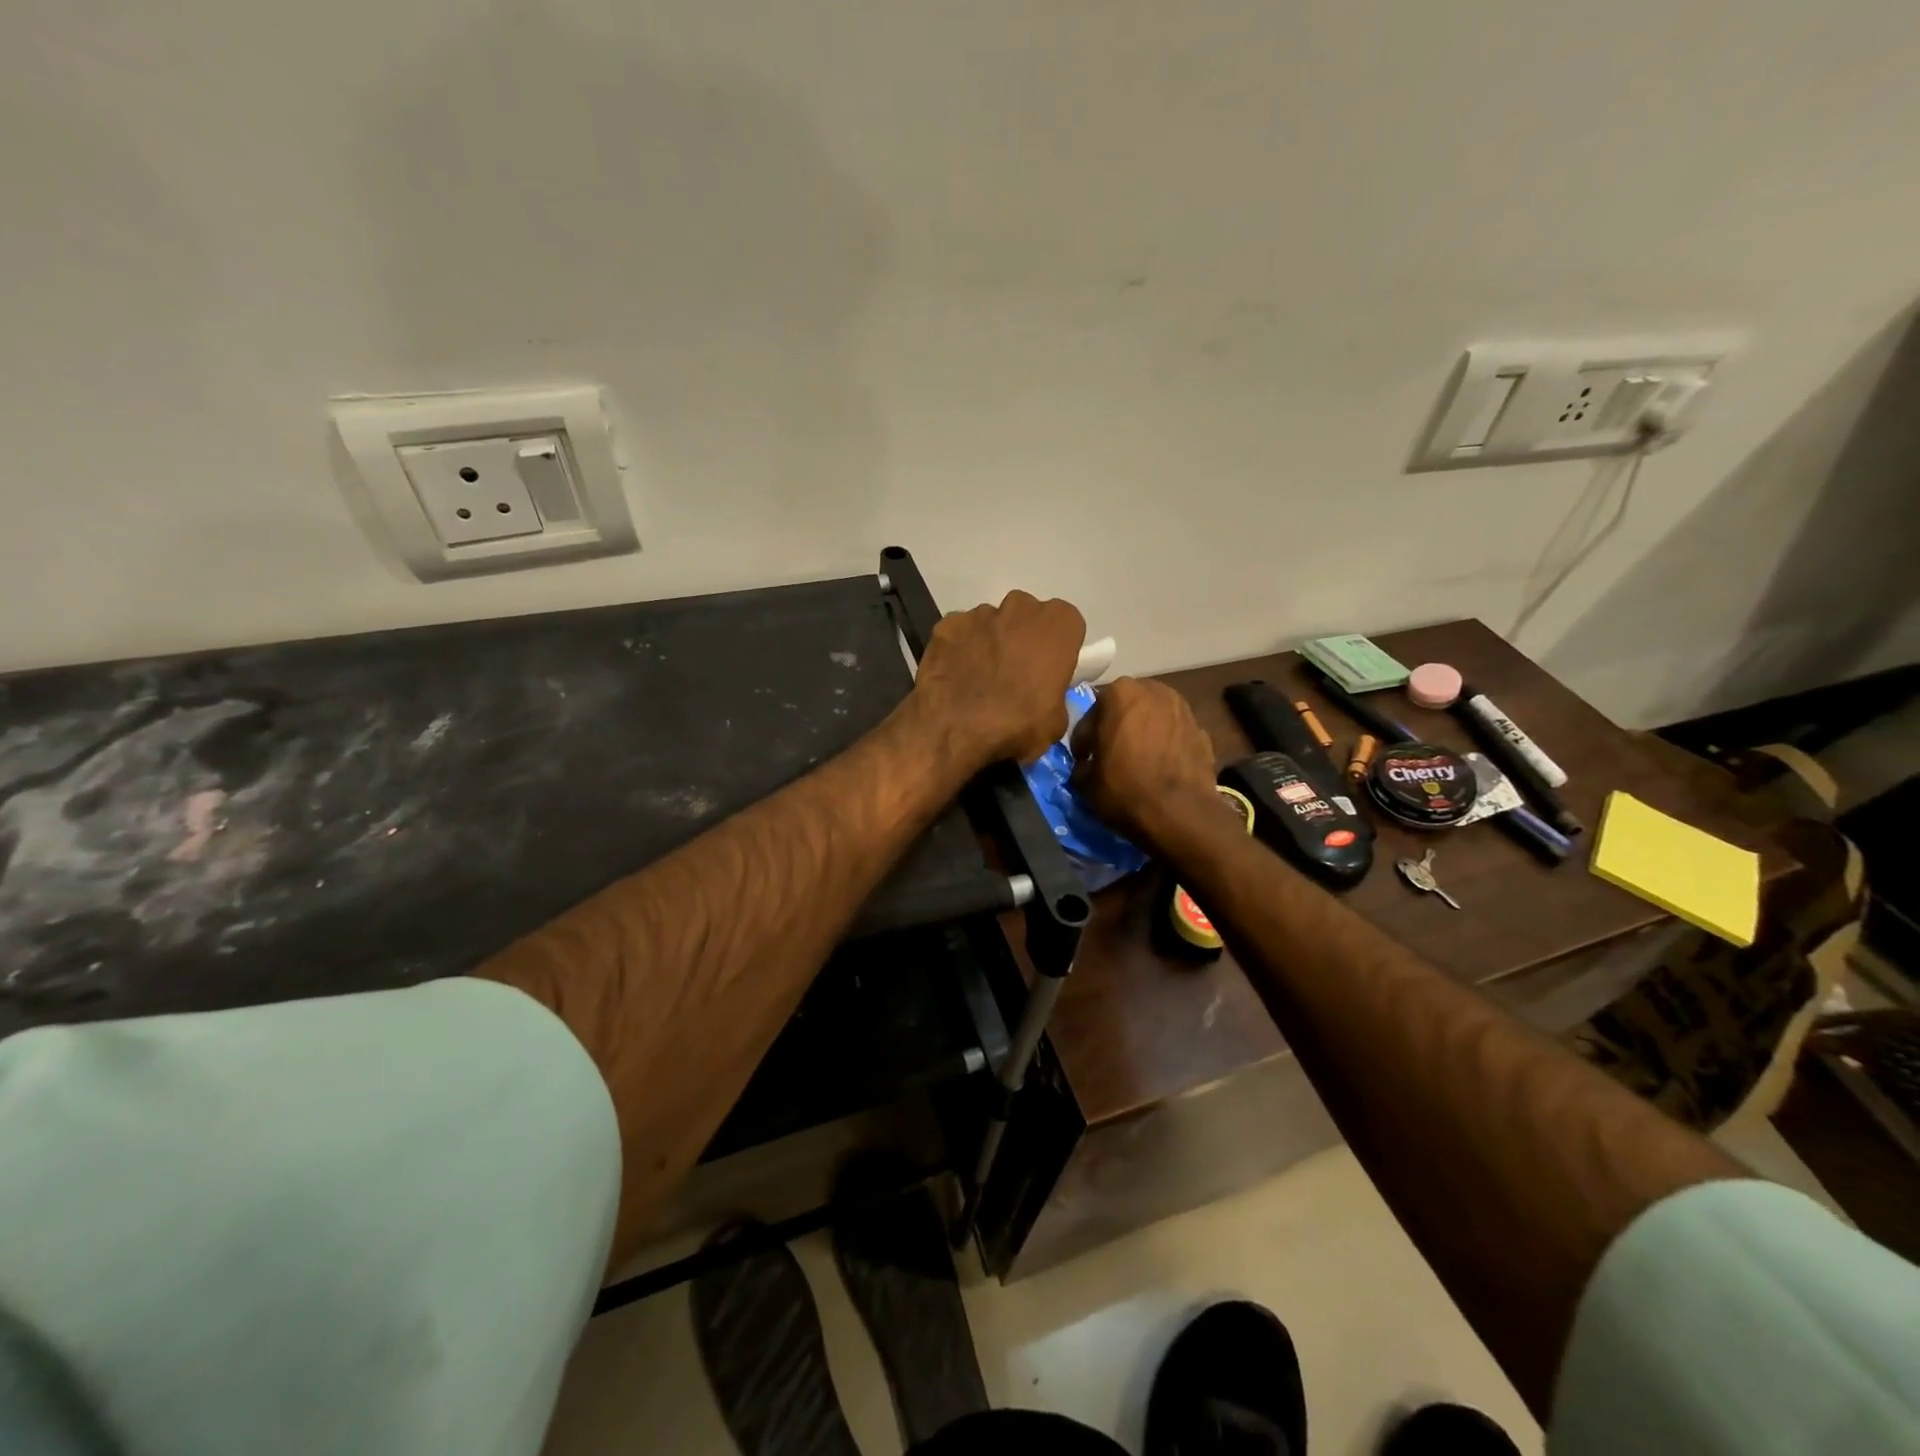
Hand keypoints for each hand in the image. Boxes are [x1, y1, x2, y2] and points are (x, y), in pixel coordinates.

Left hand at [912, 590, 1085, 767]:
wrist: (955, 730)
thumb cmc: (1017, 724)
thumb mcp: (1056, 722)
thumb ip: (1055, 695)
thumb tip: (1043, 698)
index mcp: (1058, 624)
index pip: (1066, 623)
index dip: (1056, 646)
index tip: (1048, 668)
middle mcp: (1020, 607)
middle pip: (1027, 615)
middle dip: (1023, 637)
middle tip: (1015, 672)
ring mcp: (980, 613)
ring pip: (991, 622)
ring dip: (990, 643)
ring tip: (981, 678)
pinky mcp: (946, 624)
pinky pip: (959, 633)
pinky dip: (959, 648)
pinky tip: (955, 676)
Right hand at [1070, 677, 1217, 842]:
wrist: (1179, 813)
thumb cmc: (1124, 789)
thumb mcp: (1085, 782)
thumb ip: (1082, 765)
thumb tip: (1087, 767)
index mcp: (1120, 693)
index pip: (1091, 715)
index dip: (1084, 741)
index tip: (1083, 760)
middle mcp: (1154, 691)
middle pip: (1126, 709)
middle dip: (1117, 728)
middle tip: (1110, 755)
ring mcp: (1184, 709)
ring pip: (1154, 719)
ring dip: (1144, 734)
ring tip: (1138, 761)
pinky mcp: (1203, 731)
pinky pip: (1174, 736)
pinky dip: (1166, 746)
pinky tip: (1161, 768)